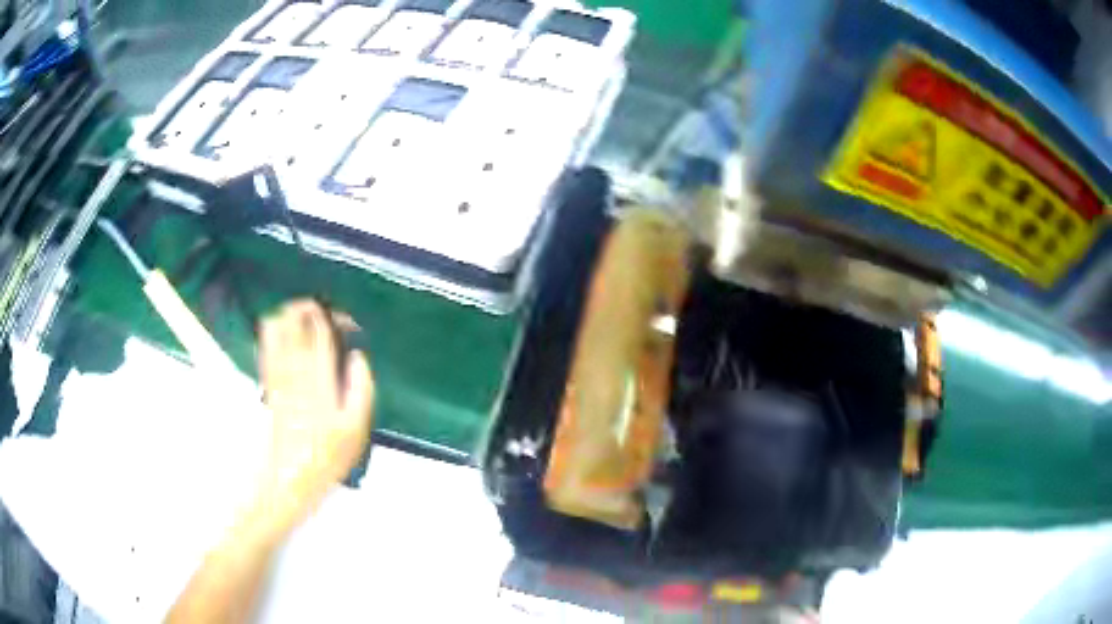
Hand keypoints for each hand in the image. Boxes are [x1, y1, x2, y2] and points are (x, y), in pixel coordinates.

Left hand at [256, 300, 373, 521]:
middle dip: (303, 312)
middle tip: (312, 303)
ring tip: (292, 309)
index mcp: (322, 383)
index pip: (322, 338)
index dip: (329, 321)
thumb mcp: (355, 431)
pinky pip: (267, 354)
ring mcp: (279, 380)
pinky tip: (271, 330)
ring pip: (277, 338)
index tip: (339, 316)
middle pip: (296, 331)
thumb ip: (360, 391)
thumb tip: (358, 358)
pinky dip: (269, 338)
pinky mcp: (268, 389)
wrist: (289, 480)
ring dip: (284, 320)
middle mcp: (297, 375)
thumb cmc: (327, 458)